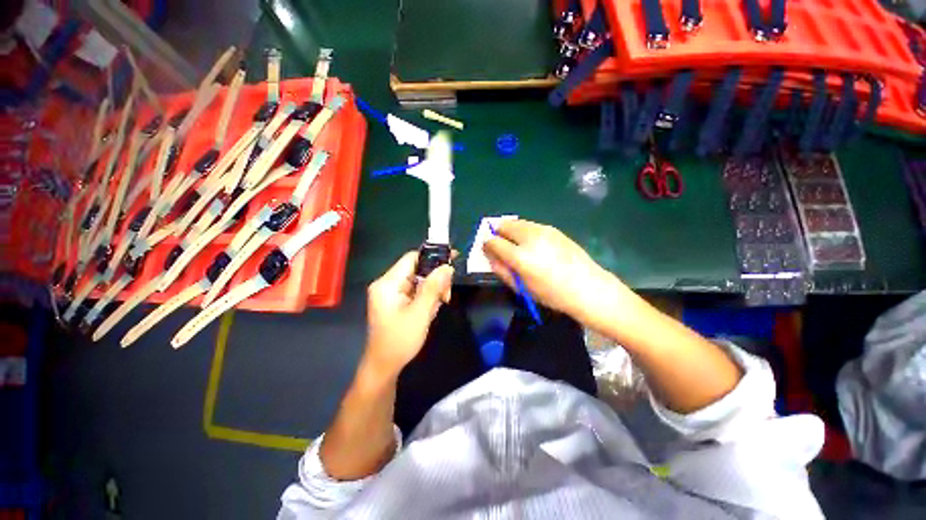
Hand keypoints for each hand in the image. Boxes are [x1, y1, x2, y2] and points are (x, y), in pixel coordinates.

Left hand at [363, 251, 453, 377]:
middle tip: (447, 295)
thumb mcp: (420, 313)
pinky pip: (416, 292)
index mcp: (387, 283)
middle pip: (417, 270)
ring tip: (441, 304)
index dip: (433, 256)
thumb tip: (447, 267)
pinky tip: (431, 310)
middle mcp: (388, 284)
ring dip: (433, 291)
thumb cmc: (399, 341)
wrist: (384, 367)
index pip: (412, 258)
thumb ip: (433, 288)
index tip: (453, 258)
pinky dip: (427, 298)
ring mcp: (392, 294)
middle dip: (435, 280)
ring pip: (419, 281)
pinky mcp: (397, 302)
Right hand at [483, 219, 631, 325]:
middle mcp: (529, 237)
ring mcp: (543, 230)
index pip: (493, 241)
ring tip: (515, 244)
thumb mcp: (521, 288)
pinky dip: (523, 230)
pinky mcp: (552, 228)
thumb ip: (501, 270)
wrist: (587, 286)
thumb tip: (490, 255)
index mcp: (520, 256)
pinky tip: (531, 243)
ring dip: (510, 230)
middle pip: (504, 225)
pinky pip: (530, 225)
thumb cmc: (551, 294)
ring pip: (517, 222)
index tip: (489, 251)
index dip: (487, 245)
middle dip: (497, 233)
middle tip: (500, 245)